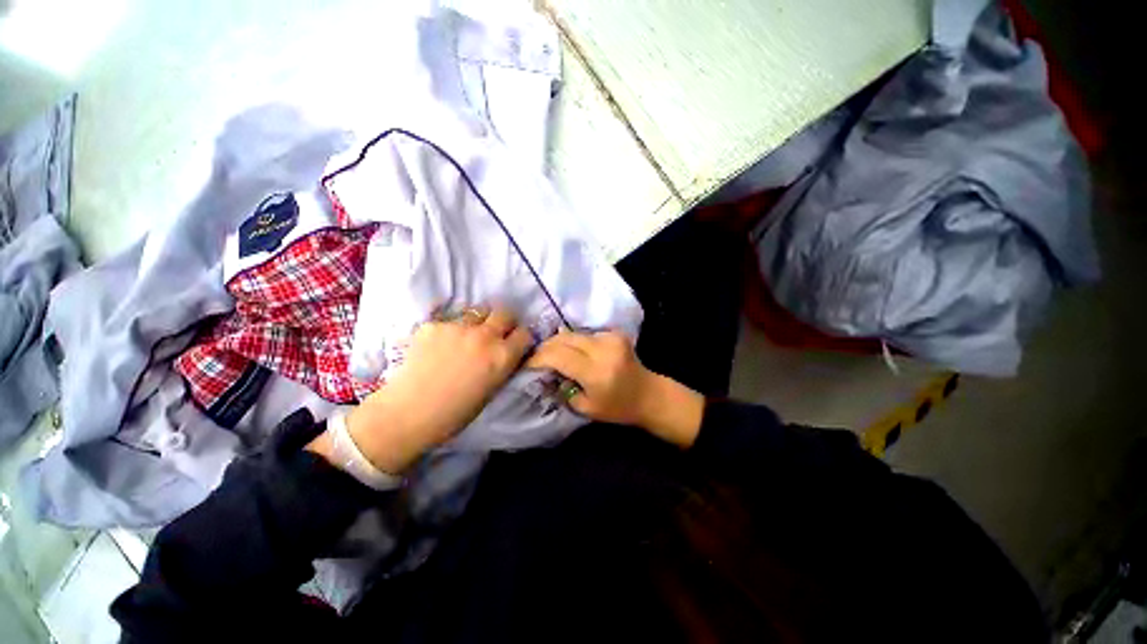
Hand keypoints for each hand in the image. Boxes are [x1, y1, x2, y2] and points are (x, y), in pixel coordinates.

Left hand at [309, 306, 531, 473]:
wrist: (409, 413)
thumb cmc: (456, 413)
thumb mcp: (492, 389)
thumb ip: (502, 365)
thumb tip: (505, 352)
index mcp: (503, 356)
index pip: (524, 333)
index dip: (520, 338)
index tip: (514, 342)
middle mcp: (485, 336)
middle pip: (504, 312)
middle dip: (503, 321)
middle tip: (494, 332)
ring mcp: (459, 327)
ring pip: (476, 312)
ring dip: (476, 322)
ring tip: (464, 337)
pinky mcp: (435, 324)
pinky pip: (449, 321)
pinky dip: (449, 330)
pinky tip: (437, 346)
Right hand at [525, 330, 704, 447]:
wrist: (648, 394)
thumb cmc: (617, 408)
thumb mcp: (585, 408)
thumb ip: (562, 389)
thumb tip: (544, 374)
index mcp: (596, 372)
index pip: (558, 356)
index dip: (538, 358)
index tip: (527, 364)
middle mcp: (603, 349)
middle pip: (563, 339)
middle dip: (545, 347)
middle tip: (535, 358)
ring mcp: (610, 338)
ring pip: (572, 334)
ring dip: (558, 343)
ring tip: (549, 354)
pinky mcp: (614, 333)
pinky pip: (584, 334)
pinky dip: (573, 342)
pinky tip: (571, 352)